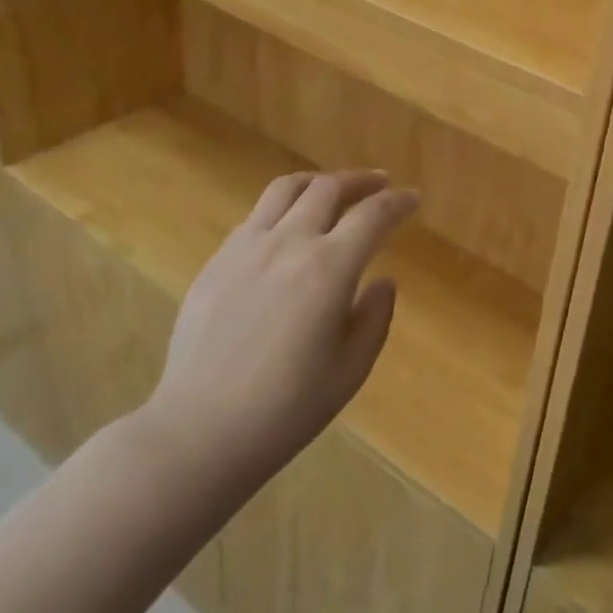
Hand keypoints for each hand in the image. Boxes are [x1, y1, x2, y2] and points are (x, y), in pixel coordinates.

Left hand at [135, 170, 417, 489]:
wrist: (199, 432)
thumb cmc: (286, 409)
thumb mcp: (351, 369)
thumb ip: (375, 317)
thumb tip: (383, 282)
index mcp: (328, 268)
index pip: (373, 215)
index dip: (398, 202)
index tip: (413, 198)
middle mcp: (288, 243)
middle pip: (328, 187)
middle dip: (361, 180)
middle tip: (380, 184)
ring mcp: (246, 248)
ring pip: (286, 189)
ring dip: (318, 182)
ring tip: (332, 190)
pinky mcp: (216, 261)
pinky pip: (255, 216)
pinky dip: (283, 208)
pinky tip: (287, 230)